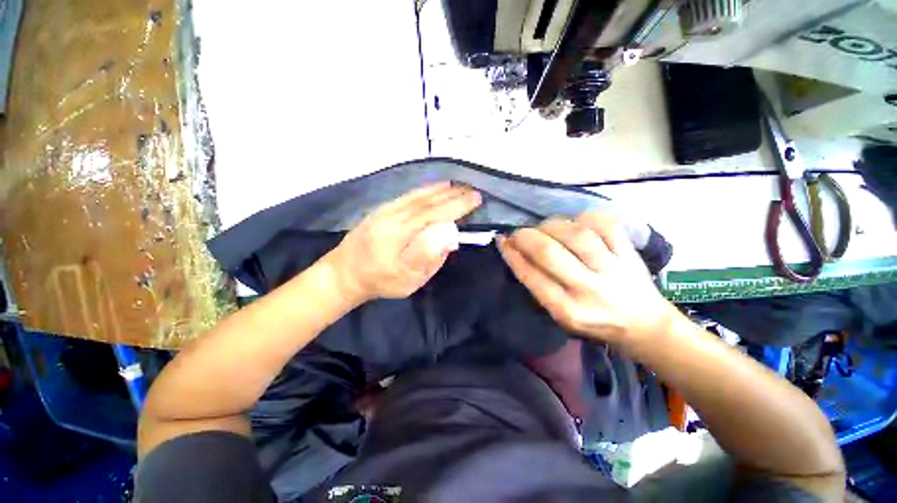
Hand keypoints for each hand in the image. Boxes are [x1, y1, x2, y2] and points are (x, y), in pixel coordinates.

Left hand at [325, 182, 481, 301]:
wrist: (344, 274)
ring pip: (417, 195)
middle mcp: (393, 215)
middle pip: (427, 201)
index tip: (476, 198)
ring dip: (439, 189)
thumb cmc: (380, 281)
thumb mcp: (406, 279)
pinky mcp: (381, 210)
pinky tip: (433, 188)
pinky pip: (407, 195)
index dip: (457, 205)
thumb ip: (427, 256)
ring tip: (458, 185)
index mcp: (399, 233)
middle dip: (453, 194)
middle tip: (473, 189)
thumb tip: (448, 235)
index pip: (434, 213)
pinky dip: (424, 190)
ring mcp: (385, 210)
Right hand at [498, 213, 677, 344]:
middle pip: (549, 252)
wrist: (644, 325)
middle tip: (519, 233)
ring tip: (544, 228)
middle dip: (526, 236)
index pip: (530, 275)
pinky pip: (604, 224)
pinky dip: (583, 218)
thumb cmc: (593, 321)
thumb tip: (516, 252)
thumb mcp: (559, 314)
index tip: (502, 240)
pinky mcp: (629, 253)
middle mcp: (589, 290)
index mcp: (567, 310)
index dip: (512, 254)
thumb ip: (538, 285)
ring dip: (551, 225)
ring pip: (575, 234)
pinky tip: (574, 223)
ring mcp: (612, 269)